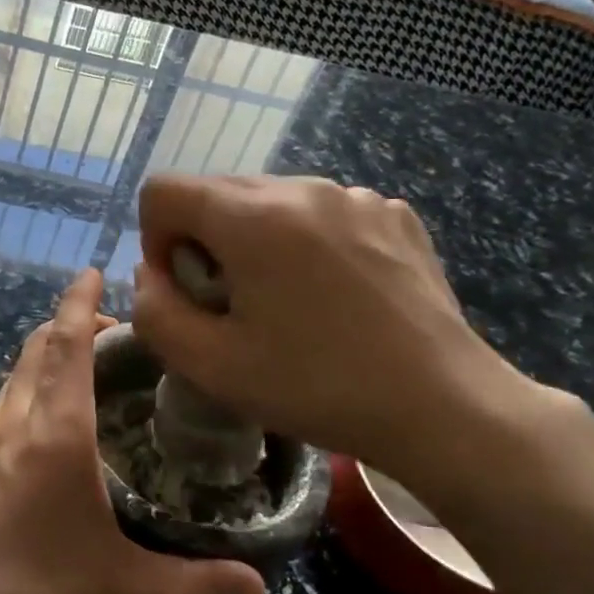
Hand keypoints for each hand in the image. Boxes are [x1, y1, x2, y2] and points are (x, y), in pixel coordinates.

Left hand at [0, 269, 265, 593]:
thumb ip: (191, 585)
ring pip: (12, 380)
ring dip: (45, 365)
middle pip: (36, 349)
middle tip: (110, 337)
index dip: (80, 303)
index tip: (93, 272)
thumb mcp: (119, 589)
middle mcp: (10, 423)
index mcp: (54, 434)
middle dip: (69, 327)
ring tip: (82, 385)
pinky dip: (22, 403)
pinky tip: (38, 445)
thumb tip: (257, 585)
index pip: (67, 345)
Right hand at [134, 175, 545, 498]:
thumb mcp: (211, 366)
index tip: (186, 291)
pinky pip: (322, 212)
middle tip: (233, 306)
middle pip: (216, 193)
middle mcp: (303, 187)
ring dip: (255, 243)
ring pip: (269, 202)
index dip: (155, 241)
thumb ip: (154, 313)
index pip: (163, 191)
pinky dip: (306, 243)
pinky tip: (335, 295)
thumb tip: (151, 276)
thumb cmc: (317, 387)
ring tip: (288, 303)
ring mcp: (355, 196)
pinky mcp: (393, 213)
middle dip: (204, 243)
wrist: (442, 406)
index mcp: (253, 218)